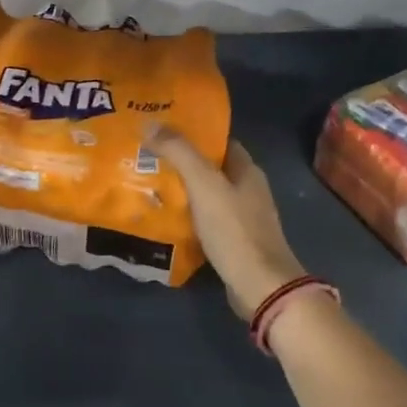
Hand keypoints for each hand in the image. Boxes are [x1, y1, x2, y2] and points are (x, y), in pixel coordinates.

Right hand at [147, 129, 305, 318]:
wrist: (259, 285)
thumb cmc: (234, 229)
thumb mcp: (203, 184)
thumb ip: (179, 152)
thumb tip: (150, 121)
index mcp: (247, 170)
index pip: (220, 141)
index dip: (194, 134)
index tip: (162, 131)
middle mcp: (249, 190)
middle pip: (212, 169)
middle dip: (183, 163)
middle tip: (147, 158)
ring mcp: (244, 219)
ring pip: (208, 196)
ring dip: (183, 191)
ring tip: (148, 185)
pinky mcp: (235, 243)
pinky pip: (207, 221)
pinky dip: (188, 217)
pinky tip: (165, 218)